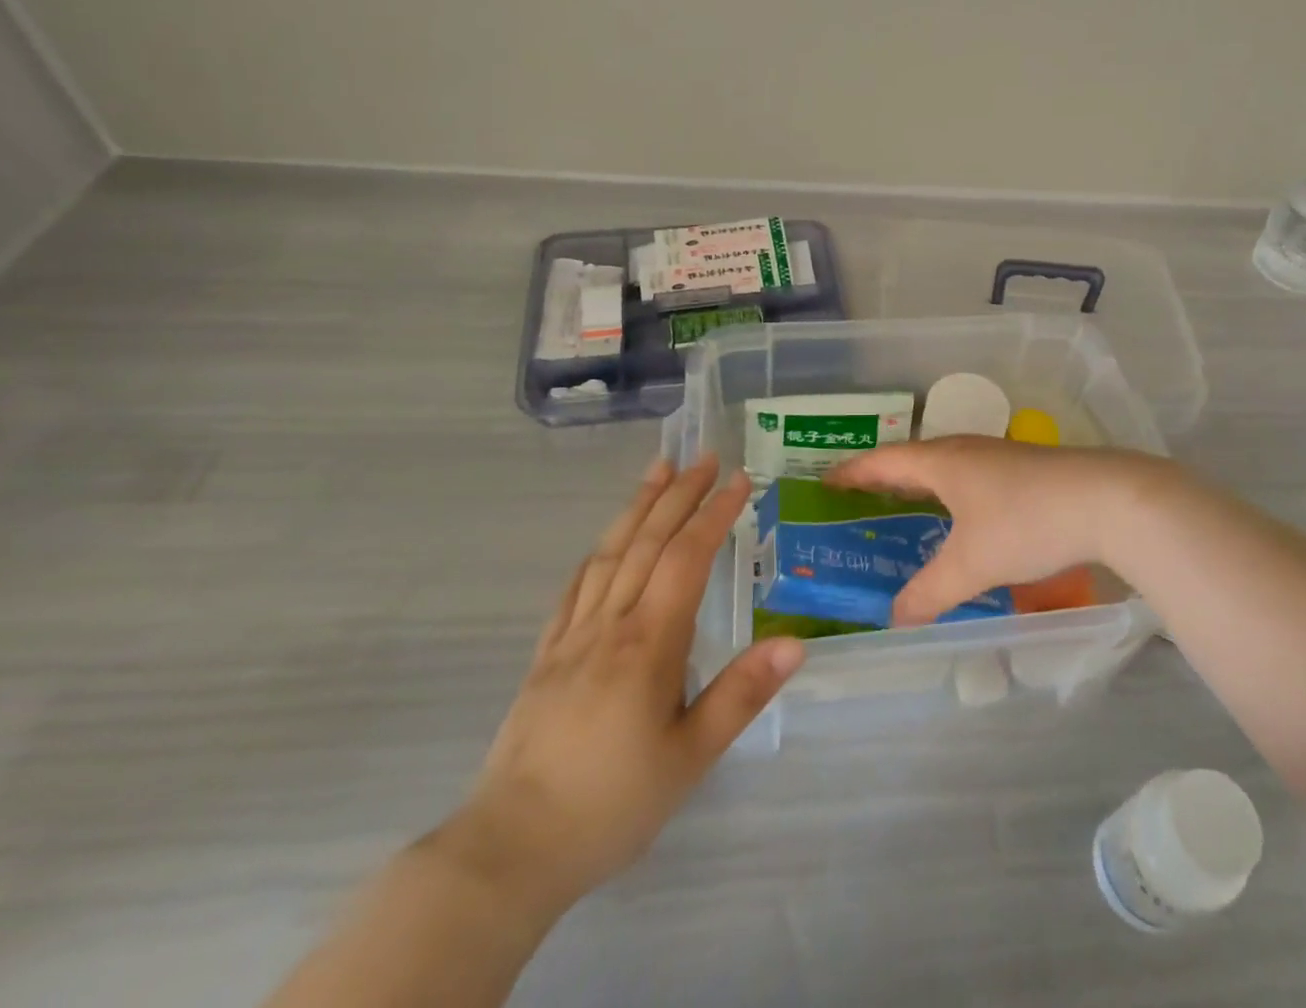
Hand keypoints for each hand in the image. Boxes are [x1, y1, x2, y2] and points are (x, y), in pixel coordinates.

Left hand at [436, 457, 803, 914]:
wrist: (510, 850)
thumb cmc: (612, 803)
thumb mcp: (690, 756)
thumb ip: (742, 694)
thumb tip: (796, 642)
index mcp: (648, 643)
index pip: (686, 558)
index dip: (713, 513)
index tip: (739, 480)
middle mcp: (609, 624)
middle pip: (646, 541)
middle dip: (679, 494)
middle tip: (704, 455)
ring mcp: (572, 636)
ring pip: (609, 553)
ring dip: (636, 506)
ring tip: (658, 470)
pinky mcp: (546, 655)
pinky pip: (575, 588)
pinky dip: (597, 552)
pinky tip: (605, 541)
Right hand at [827, 437, 1186, 625]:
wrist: (1108, 500)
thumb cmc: (1027, 522)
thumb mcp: (972, 565)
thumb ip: (930, 594)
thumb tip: (894, 620)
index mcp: (943, 461)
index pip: (884, 461)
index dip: (853, 472)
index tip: (825, 482)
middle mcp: (967, 450)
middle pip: (914, 460)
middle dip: (885, 479)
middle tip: (859, 501)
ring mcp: (1000, 457)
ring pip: (947, 468)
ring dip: (922, 486)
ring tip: (906, 511)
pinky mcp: (1026, 470)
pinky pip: (972, 478)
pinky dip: (953, 495)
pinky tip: (964, 520)